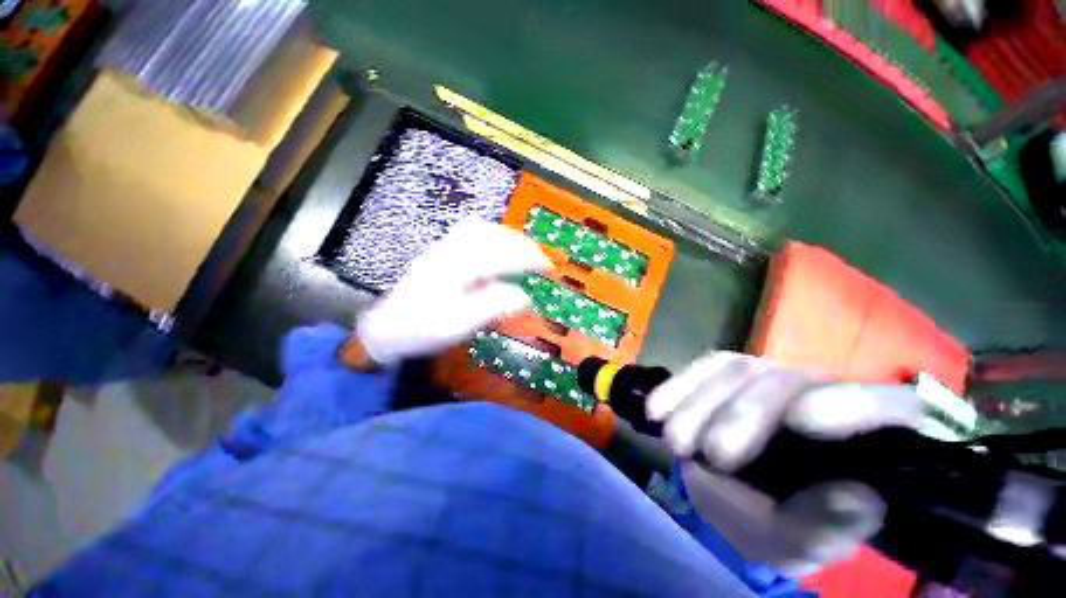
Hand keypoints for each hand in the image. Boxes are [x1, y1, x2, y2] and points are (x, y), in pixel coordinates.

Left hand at [356, 219, 550, 364]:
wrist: (386, 330)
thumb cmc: (421, 330)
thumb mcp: (458, 324)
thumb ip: (492, 306)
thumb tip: (523, 295)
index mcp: (455, 266)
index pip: (501, 254)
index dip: (529, 258)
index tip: (549, 268)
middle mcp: (450, 250)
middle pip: (492, 234)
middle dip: (522, 244)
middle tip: (541, 260)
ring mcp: (443, 248)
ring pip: (482, 230)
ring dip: (508, 238)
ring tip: (525, 252)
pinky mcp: (441, 253)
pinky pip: (471, 235)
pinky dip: (493, 238)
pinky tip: (499, 250)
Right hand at [647, 352, 924, 575]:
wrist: (743, 494)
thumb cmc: (783, 521)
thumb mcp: (801, 542)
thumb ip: (827, 529)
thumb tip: (855, 497)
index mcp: (865, 439)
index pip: (890, 407)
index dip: (854, 405)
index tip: (802, 422)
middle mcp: (820, 393)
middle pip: (787, 381)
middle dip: (743, 415)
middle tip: (711, 455)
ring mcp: (769, 375)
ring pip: (736, 369)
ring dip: (699, 404)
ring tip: (676, 442)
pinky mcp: (729, 371)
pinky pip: (703, 367)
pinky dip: (678, 387)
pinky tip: (658, 410)